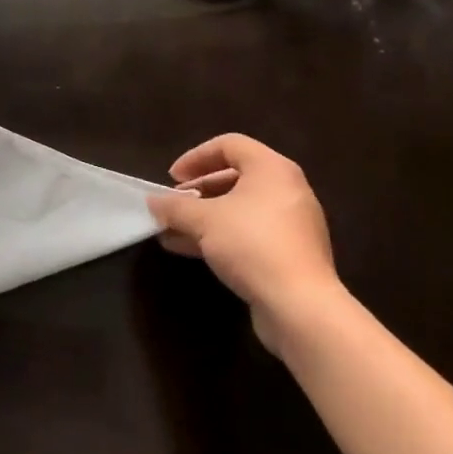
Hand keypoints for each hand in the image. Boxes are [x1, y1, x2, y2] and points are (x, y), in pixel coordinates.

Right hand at [147, 133, 343, 350]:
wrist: (301, 309)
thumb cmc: (251, 245)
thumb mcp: (203, 220)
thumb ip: (174, 206)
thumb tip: (151, 201)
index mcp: (272, 170)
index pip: (229, 145)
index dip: (195, 157)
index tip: (174, 178)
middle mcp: (287, 191)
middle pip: (235, 177)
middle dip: (198, 190)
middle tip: (175, 203)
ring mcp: (292, 225)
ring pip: (240, 210)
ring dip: (204, 217)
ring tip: (173, 230)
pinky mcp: (292, 255)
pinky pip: (250, 234)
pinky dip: (222, 236)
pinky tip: (191, 250)